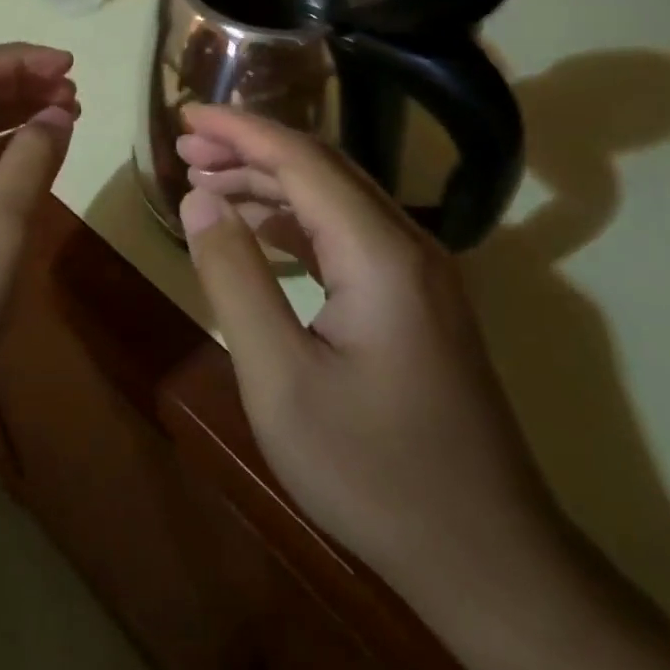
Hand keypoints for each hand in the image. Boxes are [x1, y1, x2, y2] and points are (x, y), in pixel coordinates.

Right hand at [177, 105, 558, 609]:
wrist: (485, 557)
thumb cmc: (372, 470)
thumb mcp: (279, 379)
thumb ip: (235, 278)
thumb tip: (197, 200)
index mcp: (378, 251)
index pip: (300, 159)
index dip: (238, 129)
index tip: (184, 113)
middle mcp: (406, 243)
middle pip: (320, 168)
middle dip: (249, 148)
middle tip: (185, 145)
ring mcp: (418, 272)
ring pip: (335, 198)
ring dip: (270, 183)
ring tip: (207, 181)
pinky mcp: (416, 300)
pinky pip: (348, 235)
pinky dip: (296, 222)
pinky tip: (259, 231)